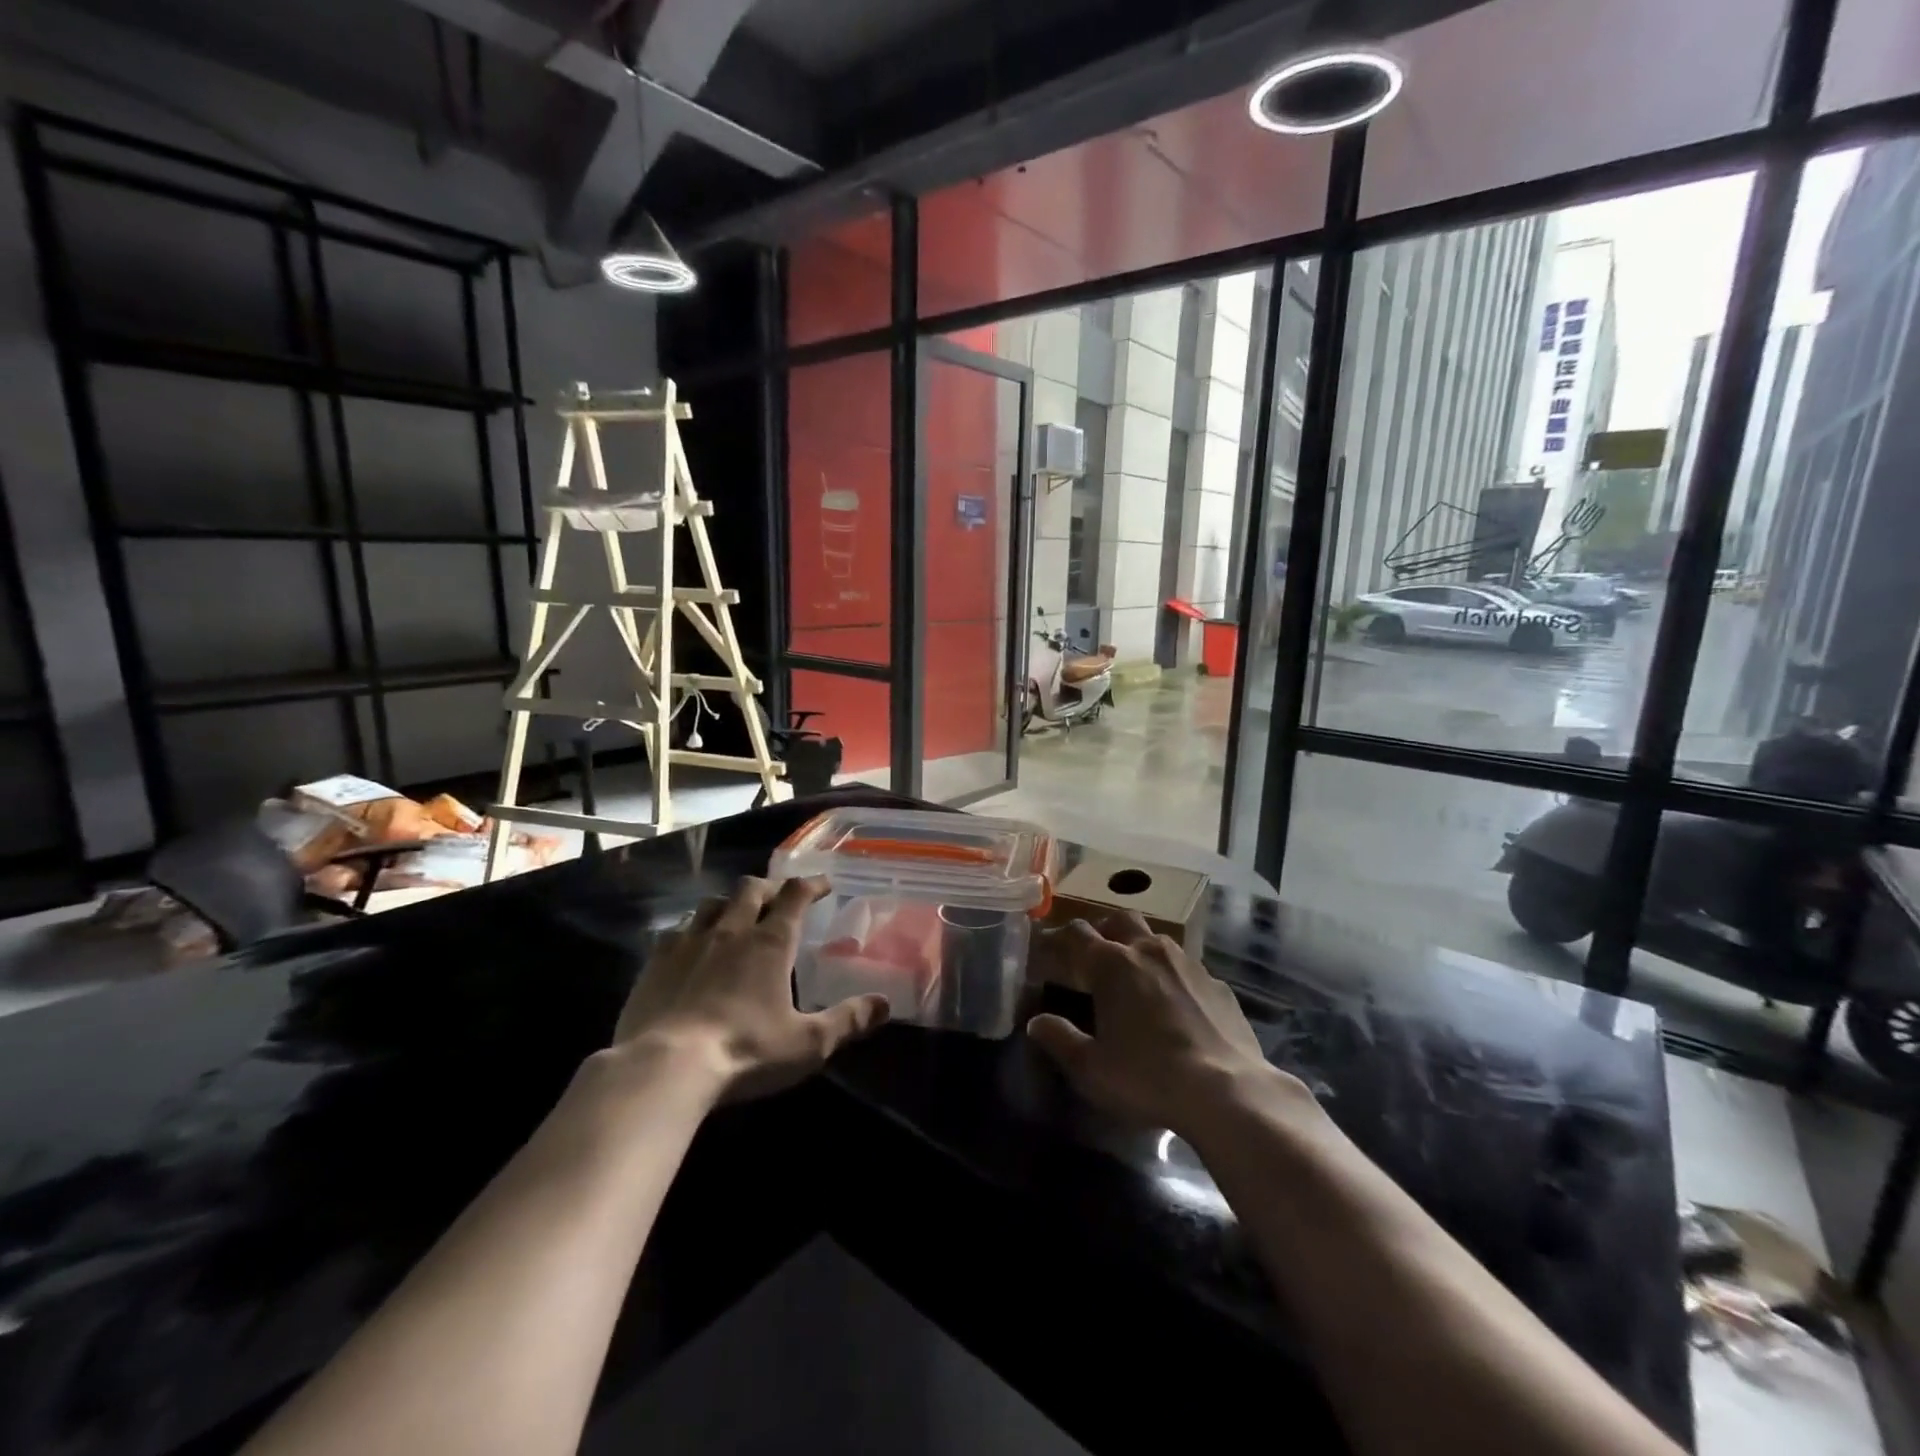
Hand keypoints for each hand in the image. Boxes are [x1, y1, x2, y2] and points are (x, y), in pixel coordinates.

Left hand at [611, 876, 889, 1101]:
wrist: (663, 1068)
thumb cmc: (745, 1052)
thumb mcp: (807, 1044)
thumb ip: (848, 1021)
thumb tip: (884, 1004)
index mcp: (770, 942)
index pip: (795, 895)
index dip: (811, 885)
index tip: (824, 885)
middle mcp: (731, 930)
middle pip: (751, 888)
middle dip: (770, 887)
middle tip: (780, 899)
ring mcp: (688, 942)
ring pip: (712, 903)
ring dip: (730, 904)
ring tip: (736, 917)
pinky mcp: (655, 961)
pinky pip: (677, 931)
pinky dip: (692, 930)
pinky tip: (691, 947)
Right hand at [1027, 914, 1306, 1136]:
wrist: (1228, 1091)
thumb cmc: (1148, 1077)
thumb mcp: (1091, 1068)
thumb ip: (1059, 1039)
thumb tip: (1036, 1022)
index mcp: (1111, 964)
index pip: (1076, 933)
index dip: (1057, 937)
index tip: (1047, 948)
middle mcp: (1148, 950)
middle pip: (1119, 920)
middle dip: (1102, 930)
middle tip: (1093, 954)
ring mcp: (1187, 963)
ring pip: (1155, 938)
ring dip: (1138, 947)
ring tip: (1134, 977)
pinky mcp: (1217, 983)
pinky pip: (1186, 967)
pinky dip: (1171, 975)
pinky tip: (1174, 1004)